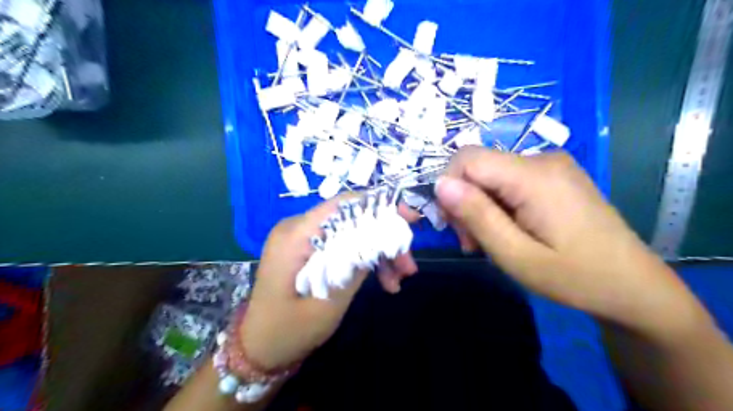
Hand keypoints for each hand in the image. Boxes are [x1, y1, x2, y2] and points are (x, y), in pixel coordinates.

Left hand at [241, 195, 417, 370]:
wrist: (260, 349)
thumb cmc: (288, 331)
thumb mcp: (328, 302)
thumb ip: (354, 265)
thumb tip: (383, 236)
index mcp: (296, 235)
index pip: (343, 204)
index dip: (380, 206)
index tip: (410, 219)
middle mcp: (299, 228)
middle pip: (352, 220)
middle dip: (384, 239)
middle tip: (408, 266)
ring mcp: (304, 239)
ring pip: (352, 234)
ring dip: (378, 253)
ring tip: (398, 281)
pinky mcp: (310, 251)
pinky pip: (343, 246)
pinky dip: (364, 261)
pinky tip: (383, 282)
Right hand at [434, 148, 703, 336]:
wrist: (633, 286)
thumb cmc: (575, 278)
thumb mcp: (515, 255)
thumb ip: (476, 215)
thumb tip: (440, 184)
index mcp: (534, 175)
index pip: (467, 158)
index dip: (449, 187)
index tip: (453, 226)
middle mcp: (542, 159)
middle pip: (478, 167)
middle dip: (465, 202)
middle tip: (472, 242)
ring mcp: (551, 166)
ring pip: (490, 175)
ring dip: (480, 207)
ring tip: (490, 242)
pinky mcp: (555, 176)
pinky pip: (509, 181)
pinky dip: (497, 204)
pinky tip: (508, 230)